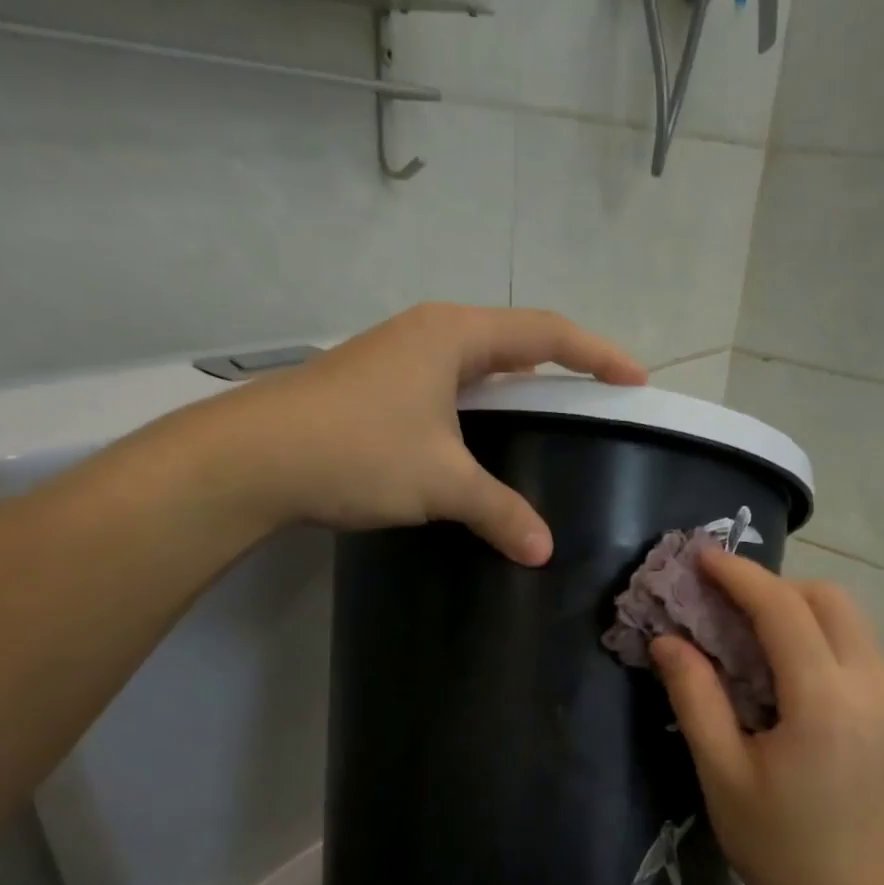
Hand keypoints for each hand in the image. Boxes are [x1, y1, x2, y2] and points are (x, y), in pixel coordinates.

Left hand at [197, 303, 643, 563]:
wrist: (249, 460)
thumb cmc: (357, 451)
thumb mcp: (441, 482)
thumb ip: (500, 511)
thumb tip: (543, 550)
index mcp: (454, 335)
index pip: (546, 334)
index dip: (597, 355)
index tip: (635, 379)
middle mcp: (427, 334)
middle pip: (513, 341)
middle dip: (560, 365)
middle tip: (596, 398)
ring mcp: (396, 359)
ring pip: (475, 367)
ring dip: (515, 389)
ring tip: (547, 420)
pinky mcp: (374, 389)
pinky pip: (447, 390)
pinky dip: (478, 411)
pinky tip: (481, 443)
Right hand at [650, 549, 883, 884]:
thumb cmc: (783, 851)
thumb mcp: (724, 776)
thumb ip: (696, 698)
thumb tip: (669, 641)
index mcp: (824, 700)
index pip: (782, 609)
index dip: (739, 576)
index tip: (701, 557)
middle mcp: (870, 685)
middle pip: (828, 600)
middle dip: (773, 587)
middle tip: (722, 605)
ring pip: (849, 622)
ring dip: (798, 610)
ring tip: (746, 635)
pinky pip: (857, 651)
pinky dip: (817, 638)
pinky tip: (782, 673)